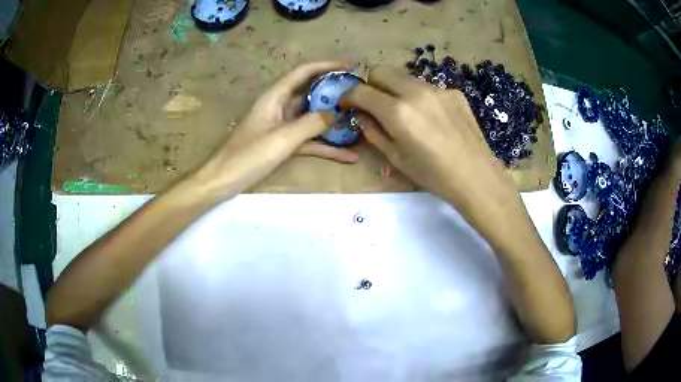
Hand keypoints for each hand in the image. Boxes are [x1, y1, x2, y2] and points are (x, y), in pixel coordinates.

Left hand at [224, 61, 359, 162]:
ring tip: (361, 121)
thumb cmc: (247, 156)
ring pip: (313, 118)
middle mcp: (280, 107)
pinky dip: (327, 146)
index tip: (351, 66)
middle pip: (311, 93)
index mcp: (275, 97)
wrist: (224, 180)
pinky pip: (309, 140)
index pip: (304, 72)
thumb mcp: (281, 138)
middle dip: (335, 92)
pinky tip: (348, 155)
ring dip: (334, 121)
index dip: (327, 65)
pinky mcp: (284, 144)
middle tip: (361, 94)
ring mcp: (283, 126)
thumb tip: (336, 113)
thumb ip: (311, 123)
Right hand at [341, 65, 519, 244]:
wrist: (475, 176)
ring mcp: (437, 89)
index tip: (348, 103)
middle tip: (376, 104)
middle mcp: (415, 92)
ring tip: (408, 113)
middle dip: (372, 84)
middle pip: (381, 71)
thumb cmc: (432, 174)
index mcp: (397, 112)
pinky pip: (428, 88)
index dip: (349, 96)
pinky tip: (433, 118)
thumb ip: (373, 131)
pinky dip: (421, 98)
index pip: (361, 90)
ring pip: (405, 77)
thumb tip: (361, 115)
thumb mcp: (396, 158)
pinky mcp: (454, 92)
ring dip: (397, 89)